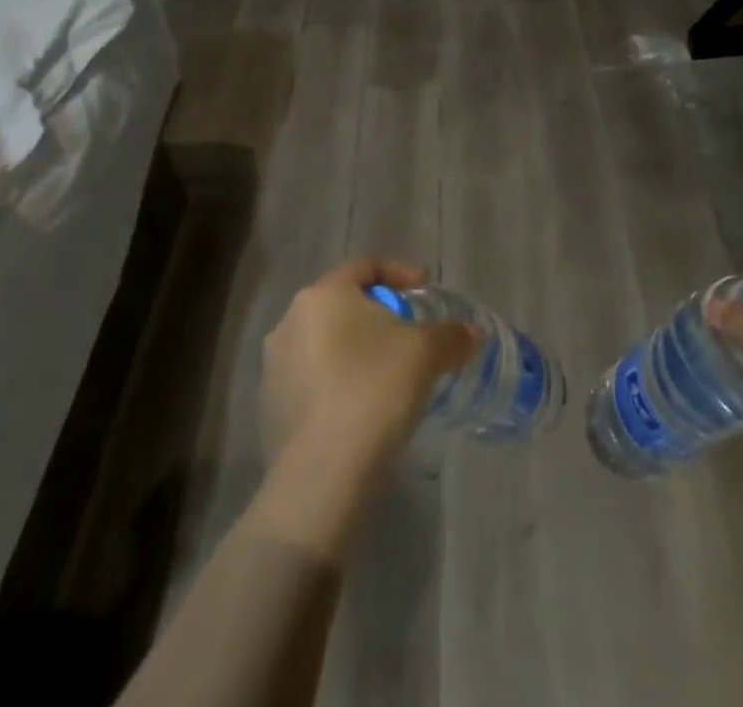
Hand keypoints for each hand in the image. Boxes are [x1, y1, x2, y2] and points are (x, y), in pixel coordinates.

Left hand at [260, 259, 477, 476]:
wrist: (322, 475)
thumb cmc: (374, 390)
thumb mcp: (426, 354)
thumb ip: (451, 335)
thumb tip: (472, 334)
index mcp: (323, 295)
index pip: (366, 266)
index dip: (401, 273)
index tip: (426, 290)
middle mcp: (290, 321)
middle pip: (344, 304)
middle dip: (379, 315)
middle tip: (410, 333)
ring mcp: (275, 367)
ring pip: (326, 343)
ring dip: (357, 350)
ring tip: (389, 373)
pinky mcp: (270, 408)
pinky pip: (314, 380)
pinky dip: (340, 382)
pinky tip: (364, 407)